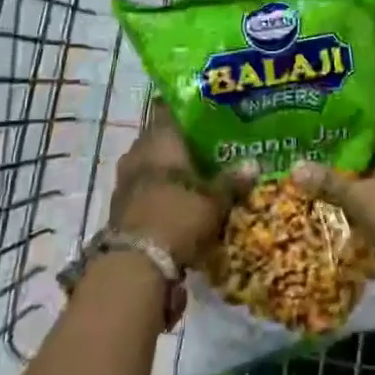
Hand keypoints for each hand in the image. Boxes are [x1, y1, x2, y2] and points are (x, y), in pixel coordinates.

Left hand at [107, 119, 239, 269]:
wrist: (135, 265)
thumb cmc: (178, 216)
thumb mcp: (214, 200)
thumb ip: (232, 181)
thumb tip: (254, 164)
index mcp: (159, 138)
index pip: (168, 109)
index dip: (186, 109)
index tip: (206, 112)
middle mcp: (138, 152)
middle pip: (160, 138)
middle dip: (181, 144)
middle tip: (209, 147)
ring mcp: (125, 180)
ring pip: (151, 165)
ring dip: (169, 170)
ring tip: (197, 176)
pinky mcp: (120, 207)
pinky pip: (144, 189)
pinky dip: (160, 192)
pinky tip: (180, 202)